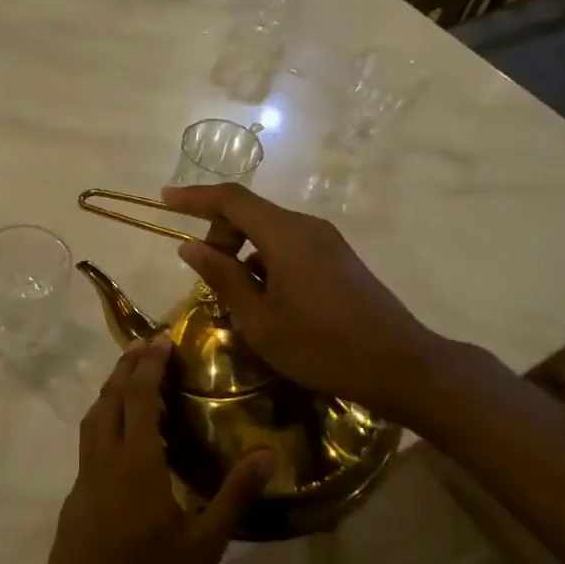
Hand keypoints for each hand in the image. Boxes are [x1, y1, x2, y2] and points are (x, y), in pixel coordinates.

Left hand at [34, 338, 272, 563]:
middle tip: (145, 345)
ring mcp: (85, 474)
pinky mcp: (77, 492)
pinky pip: (90, 438)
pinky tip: (120, 434)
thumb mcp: (203, 544)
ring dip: (111, 389)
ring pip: (94, 416)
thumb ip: (234, 495)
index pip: (138, 395)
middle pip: (111, 397)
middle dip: (127, 366)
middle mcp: (105, 456)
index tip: (161, 339)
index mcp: (136, 460)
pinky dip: (104, 417)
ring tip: (130, 377)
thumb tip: (267, 453)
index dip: (149, 364)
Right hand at [158, 182, 450, 416]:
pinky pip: (289, 247)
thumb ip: (224, 278)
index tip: (164, 199)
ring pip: (270, 232)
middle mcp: (307, 227)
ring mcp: (327, 242)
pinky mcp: (338, 259)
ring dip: (243, 253)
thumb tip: (191, 247)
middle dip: (219, 235)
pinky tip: (267, 302)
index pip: (231, 200)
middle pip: (250, 214)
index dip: (194, 197)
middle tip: (206, 277)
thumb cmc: (322, 346)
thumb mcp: (260, 320)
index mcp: (286, 235)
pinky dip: (266, 263)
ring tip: (235, 298)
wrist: (401, 366)